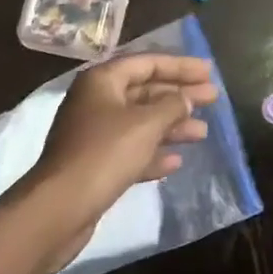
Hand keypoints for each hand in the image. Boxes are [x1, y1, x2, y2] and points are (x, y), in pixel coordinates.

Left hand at [23, 52, 217, 248]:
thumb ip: (172, 106)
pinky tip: (176, 161)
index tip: (208, 71)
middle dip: (180, 95)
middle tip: (213, 98)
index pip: (148, 63)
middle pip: (146, 91)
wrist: (59, 210)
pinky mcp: (95, 165)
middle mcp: (97, 102)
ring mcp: (94, 134)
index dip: (180, 66)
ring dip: (172, 126)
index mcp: (103, 81)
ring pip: (141, 122)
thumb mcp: (145, 124)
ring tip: (202, 133)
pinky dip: (154, 152)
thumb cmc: (104, 154)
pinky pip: (131, 150)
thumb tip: (186, 99)